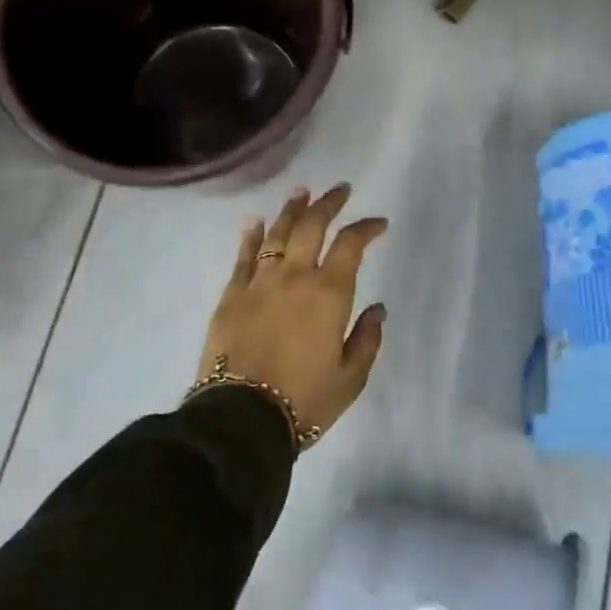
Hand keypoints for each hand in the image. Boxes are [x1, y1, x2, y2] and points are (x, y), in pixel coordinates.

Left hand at [196, 184, 388, 446]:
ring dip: (292, 209)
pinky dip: (251, 235)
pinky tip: (255, 221)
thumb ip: (367, 339)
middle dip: (329, 203)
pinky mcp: (231, 295)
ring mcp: (259, 282)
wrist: (241, 419)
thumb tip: (377, 309)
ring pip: (277, 232)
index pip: (351, 244)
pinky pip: (243, 256)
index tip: (378, 224)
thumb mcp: (351, 378)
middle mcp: (294, 276)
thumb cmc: (305, 400)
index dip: (367, 228)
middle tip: (340, 190)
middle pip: (312, 226)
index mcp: (329, 292)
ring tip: (302, 192)